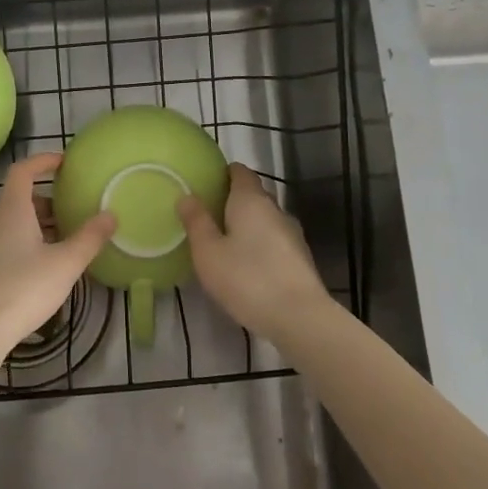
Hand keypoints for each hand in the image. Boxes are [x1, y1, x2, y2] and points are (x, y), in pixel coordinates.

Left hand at [0, 153, 115, 349]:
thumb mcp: (66, 263)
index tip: (64, 163)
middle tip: (75, 209)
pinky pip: (8, 244)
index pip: (23, 171)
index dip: (43, 161)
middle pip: (20, 199)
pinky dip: (28, 244)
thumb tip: (110, 215)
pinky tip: (46, 267)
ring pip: (14, 224)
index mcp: (12, 211)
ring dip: (40, 225)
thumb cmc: (24, 288)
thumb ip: (90, 237)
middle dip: (48, 200)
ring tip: (67, 240)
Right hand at [178, 163, 331, 341]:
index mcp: (251, 200)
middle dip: (232, 201)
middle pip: (253, 195)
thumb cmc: (247, 278)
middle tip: (207, 215)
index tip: (206, 183)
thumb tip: (187, 196)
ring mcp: (292, 233)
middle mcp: (275, 209)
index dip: (223, 173)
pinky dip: (259, 245)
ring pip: (265, 219)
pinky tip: (247, 265)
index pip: (240, 172)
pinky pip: (274, 241)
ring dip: (247, 226)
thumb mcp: (208, 252)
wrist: (299, 317)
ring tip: (224, 242)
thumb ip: (196, 222)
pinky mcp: (300, 258)